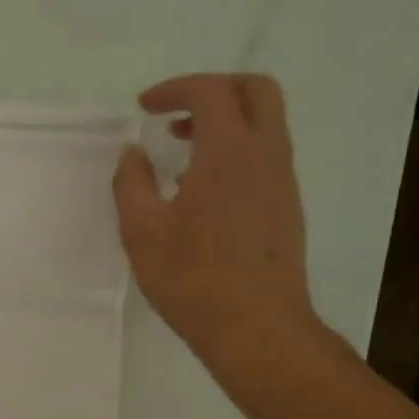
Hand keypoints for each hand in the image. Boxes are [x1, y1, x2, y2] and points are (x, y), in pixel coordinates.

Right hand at [112, 74, 322, 376]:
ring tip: (180, 151)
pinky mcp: (286, 207)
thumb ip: (131, 183)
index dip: (175, 89)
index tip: (143, 108)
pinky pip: (265, 155)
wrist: (256, 328)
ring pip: (264, 124)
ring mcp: (282, 181)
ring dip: (224, 122)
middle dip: (214, 90)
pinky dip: (235, 150)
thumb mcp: (142, 230)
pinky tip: (201, 189)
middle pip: (255, 91)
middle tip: (175, 113)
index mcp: (229, 153)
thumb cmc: (193, 278)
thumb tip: (132, 154)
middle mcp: (265, 155)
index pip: (211, 92)